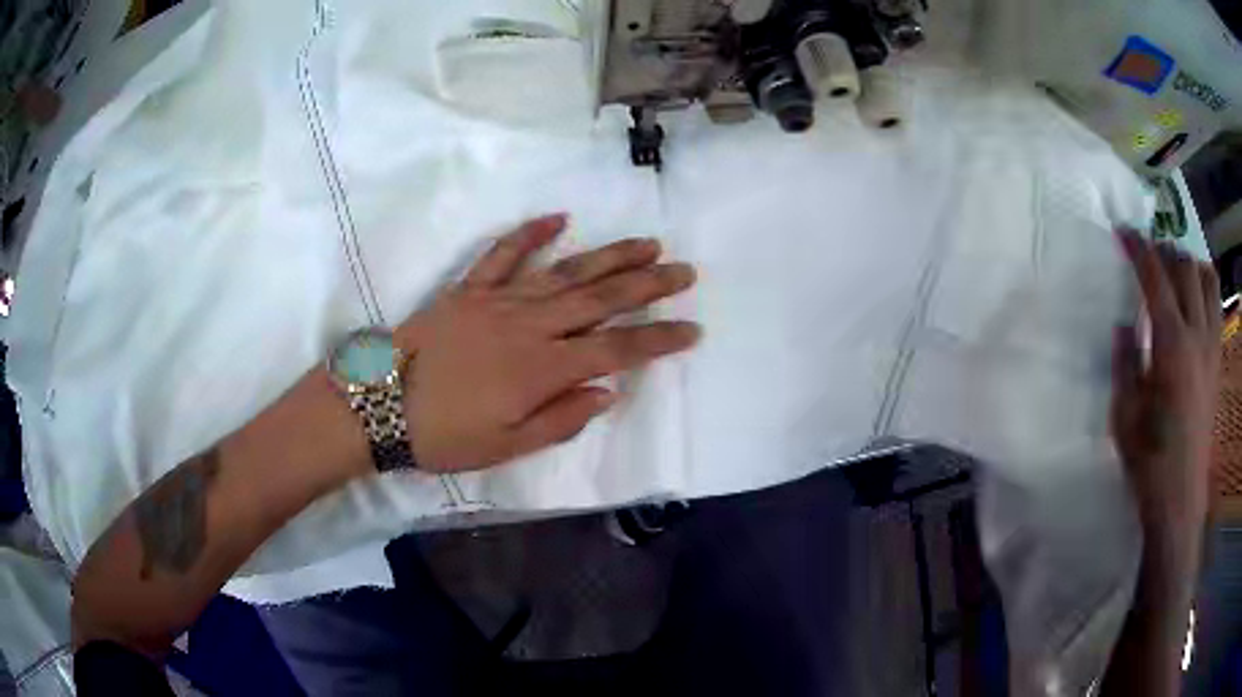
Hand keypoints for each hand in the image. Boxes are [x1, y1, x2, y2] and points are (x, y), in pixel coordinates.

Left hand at [396, 214, 699, 472]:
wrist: (377, 403)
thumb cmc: (443, 435)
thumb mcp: (506, 447)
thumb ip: (562, 419)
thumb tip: (607, 392)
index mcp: (542, 369)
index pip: (617, 348)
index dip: (659, 338)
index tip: (692, 329)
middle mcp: (530, 326)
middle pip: (602, 299)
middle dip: (649, 284)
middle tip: (685, 271)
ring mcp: (499, 300)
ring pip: (566, 271)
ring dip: (610, 255)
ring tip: (646, 243)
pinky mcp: (469, 289)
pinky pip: (505, 254)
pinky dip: (532, 233)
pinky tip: (560, 218)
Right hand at [1113, 231, 1220, 552]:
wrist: (1180, 496)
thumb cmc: (1149, 459)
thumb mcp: (1124, 414)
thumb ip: (1125, 362)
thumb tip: (1124, 324)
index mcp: (1171, 344)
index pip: (1155, 278)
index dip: (1139, 248)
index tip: (1124, 230)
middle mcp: (1196, 334)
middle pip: (1185, 268)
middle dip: (1165, 251)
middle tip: (1148, 254)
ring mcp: (1211, 346)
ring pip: (1207, 279)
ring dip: (1190, 265)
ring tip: (1175, 271)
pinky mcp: (1218, 360)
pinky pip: (1216, 306)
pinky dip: (1205, 288)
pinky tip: (1195, 299)